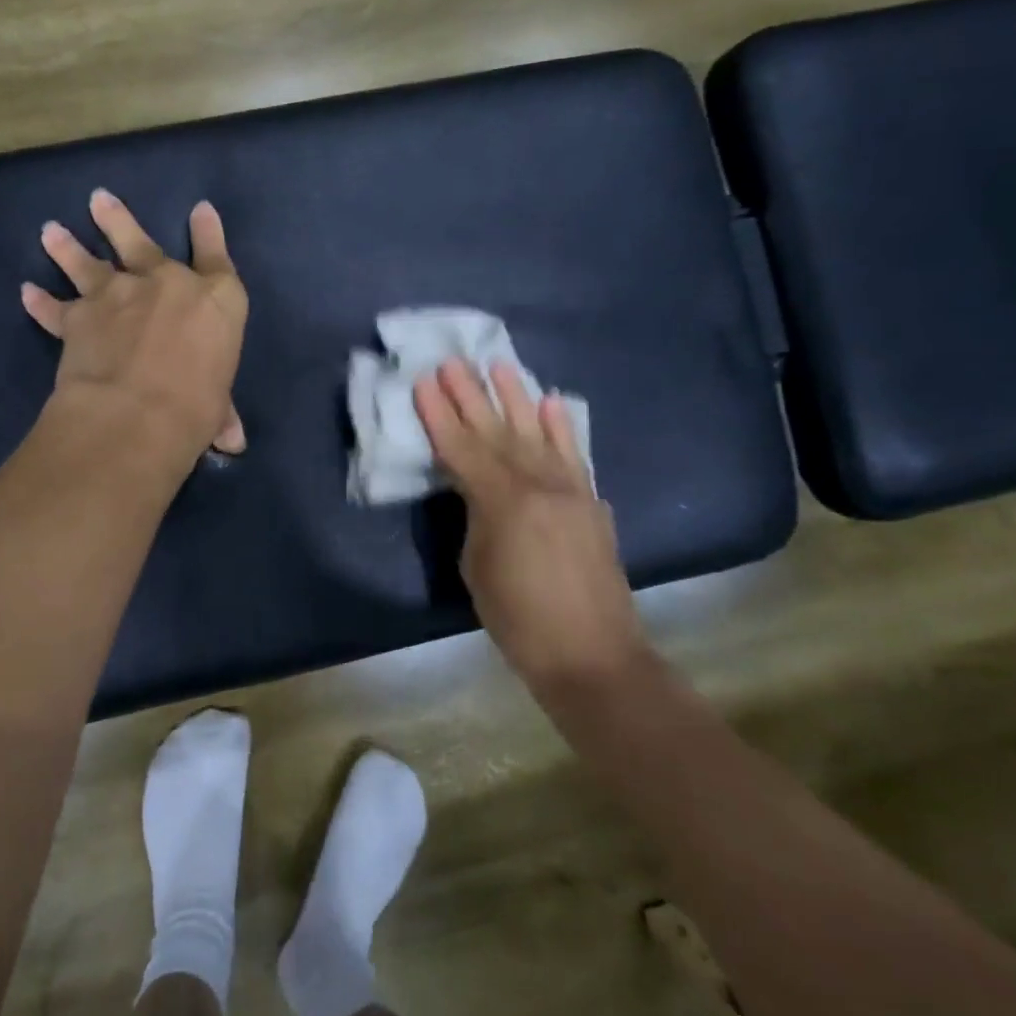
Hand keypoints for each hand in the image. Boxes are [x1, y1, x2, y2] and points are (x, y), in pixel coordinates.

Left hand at [22, 190, 248, 462]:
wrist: (137, 413)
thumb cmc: (196, 407)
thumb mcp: (217, 408)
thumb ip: (221, 413)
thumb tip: (233, 440)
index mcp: (214, 300)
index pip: (216, 258)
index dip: (210, 233)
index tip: (201, 210)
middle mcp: (165, 284)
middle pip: (141, 243)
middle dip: (119, 221)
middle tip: (98, 199)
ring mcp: (118, 295)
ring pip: (89, 264)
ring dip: (68, 247)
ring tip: (51, 230)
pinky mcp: (79, 317)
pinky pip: (55, 308)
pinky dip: (40, 303)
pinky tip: (26, 293)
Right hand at [413, 359, 645, 688]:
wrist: (591, 654)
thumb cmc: (518, 618)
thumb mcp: (477, 564)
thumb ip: (477, 515)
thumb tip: (481, 491)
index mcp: (501, 500)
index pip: (461, 448)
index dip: (439, 415)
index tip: (424, 381)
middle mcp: (538, 484)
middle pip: (497, 431)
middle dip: (471, 395)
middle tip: (452, 361)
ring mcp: (569, 489)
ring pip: (537, 432)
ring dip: (516, 397)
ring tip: (500, 365)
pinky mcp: (589, 502)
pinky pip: (573, 454)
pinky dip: (562, 427)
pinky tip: (551, 403)